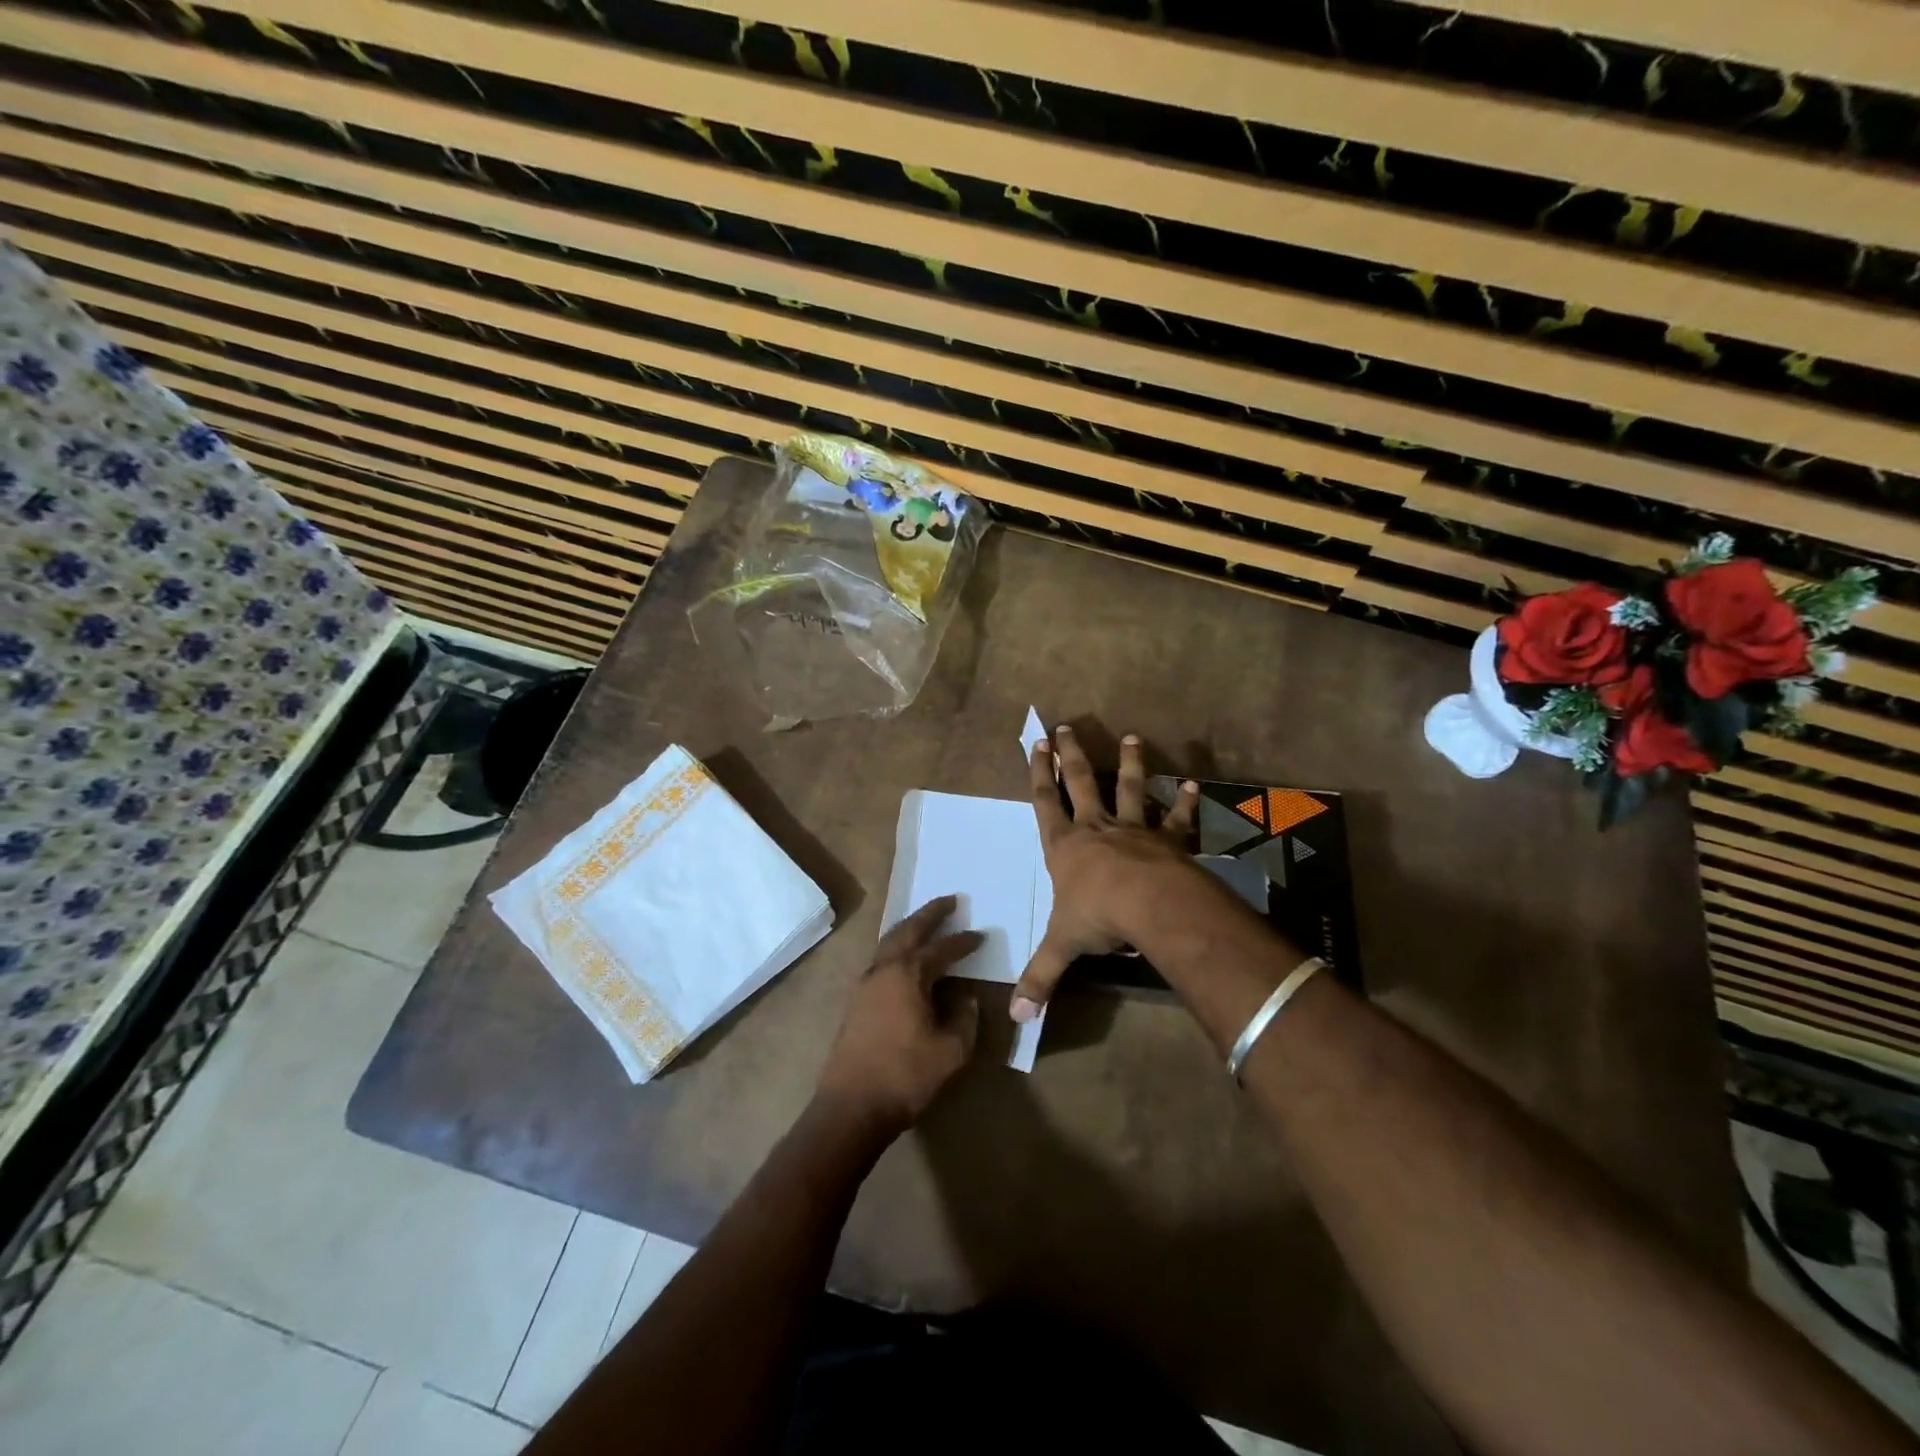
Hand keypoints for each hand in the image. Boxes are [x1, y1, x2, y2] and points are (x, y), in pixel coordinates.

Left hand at [815, 896, 981, 1136]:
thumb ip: (965, 1019)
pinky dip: (897, 949)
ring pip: (889, 944)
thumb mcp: (951, 1051)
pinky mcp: (855, 1002)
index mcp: (907, 975)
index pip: (941, 949)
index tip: (979, 936)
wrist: (851, 1107)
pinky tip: (906, 961)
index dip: (962, 942)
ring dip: (909, 929)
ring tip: (927, 923)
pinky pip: (880, 961)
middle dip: (930, 914)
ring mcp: (864, 985)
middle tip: (949, 900)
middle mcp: (883, 970)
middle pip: (907, 931)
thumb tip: (968, 999)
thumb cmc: (905, 1076)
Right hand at [1013, 726, 1202, 1021]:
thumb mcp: (1062, 947)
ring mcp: (1134, 830)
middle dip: (1072, 755)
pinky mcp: (1168, 840)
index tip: (1036, 744)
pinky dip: (1185, 803)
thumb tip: (1014, 1018)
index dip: (1039, 773)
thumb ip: (1040, 978)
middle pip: (1081, 783)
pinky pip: (1176, 819)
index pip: (1045, 803)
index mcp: (1065, 847)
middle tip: (1066, 727)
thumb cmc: (1098, 917)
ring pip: (1129, 789)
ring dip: (1130, 764)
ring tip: (1132, 738)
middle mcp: (1097, 829)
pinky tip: (1194, 784)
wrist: (1151, 905)